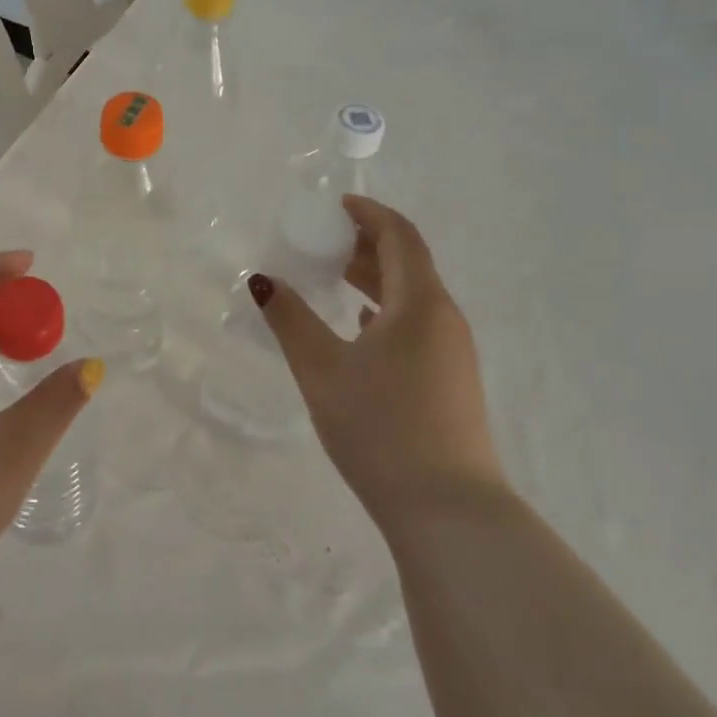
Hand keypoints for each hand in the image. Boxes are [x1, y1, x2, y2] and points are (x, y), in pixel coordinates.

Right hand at [250, 198, 505, 530]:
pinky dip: (386, 312)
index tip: (335, 205)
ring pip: (413, 297)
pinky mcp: (451, 381)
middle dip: (367, 244)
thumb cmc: (380, 427)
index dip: (368, 213)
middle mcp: (444, 319)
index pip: (399, 236)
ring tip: (334, 278)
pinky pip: (417, 326)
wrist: (447, 510)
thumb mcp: (322, 369)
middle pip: (408, 263)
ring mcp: (453, 352)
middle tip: (323, 240)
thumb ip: (290, 319)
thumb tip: (263, 280)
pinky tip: (361, 328)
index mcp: (420, 304)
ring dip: (376, 279)